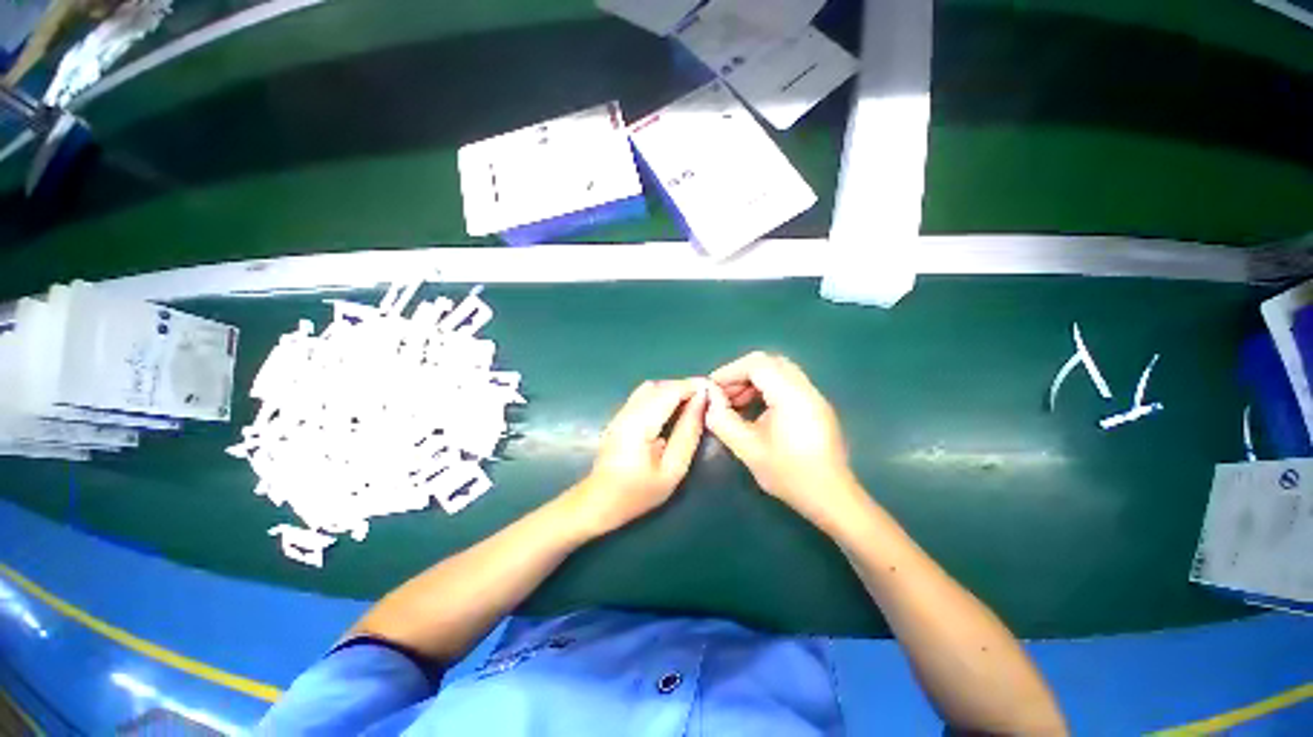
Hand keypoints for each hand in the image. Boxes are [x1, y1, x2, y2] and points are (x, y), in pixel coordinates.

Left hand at [570, 379, 707, 537]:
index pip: (669, 391)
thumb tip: (701, 402)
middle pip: (660, 386)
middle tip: (706, 398)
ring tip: (692, 403)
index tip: (713, 390)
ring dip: (673, 390)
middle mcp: (627, 411)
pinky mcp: (619, 415)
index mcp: (639, 424)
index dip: (693, 386)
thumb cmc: (638, 492)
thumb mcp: (672, 469)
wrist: (599, 502)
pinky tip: (673, 409)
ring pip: (651, 387)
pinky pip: (643, 395)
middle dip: (685, 387)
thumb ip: (688, 433)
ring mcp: (620, 412)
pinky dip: (662, 395)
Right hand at [705, 352, 862, 529]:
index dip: (730, 371)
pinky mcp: (815, 406)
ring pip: (778, 372)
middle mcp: (805, 389)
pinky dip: (766, 389)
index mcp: (791, 396)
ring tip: (735, 403)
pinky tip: (754, 410)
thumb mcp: (748, 449)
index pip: (757, 364)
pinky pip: (787, 384)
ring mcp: (814, 396)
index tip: (712, 387)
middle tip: (723, 395)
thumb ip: (723, 421)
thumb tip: (709, 401)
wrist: (832, 498)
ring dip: (753, 381)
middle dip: (741, 374)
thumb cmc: (790, 475)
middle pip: (769, 363)